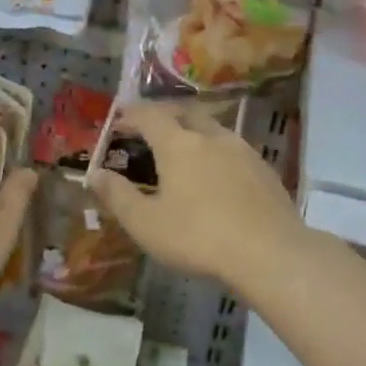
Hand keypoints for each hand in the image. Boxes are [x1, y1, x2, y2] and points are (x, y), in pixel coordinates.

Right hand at [90, 102, 307, 290]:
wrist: (270, 253)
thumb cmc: (198, 237)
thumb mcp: (146, 223)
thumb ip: (118, 196)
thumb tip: (95, 174)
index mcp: (179, 144)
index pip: (150, 115)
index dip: (131, 113)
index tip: (119, 118)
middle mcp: (212, 137)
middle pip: (186, 112)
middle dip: (165, 115)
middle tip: (151, 128)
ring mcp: (243, 151)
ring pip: (214, 130)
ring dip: (194, 133)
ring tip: (184, 152)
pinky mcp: (265, 170)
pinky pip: (234, 150)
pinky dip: (217, 153)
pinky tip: (217, 176)